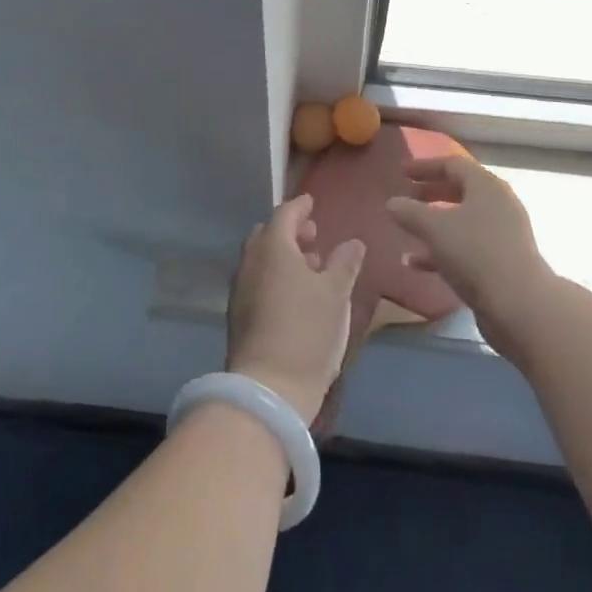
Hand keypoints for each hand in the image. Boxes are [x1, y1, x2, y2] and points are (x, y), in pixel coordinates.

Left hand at [225, 194, 365, 421]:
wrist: (269, 388)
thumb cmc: (307, 331)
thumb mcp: (336, 294)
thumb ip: (345, 262)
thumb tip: (353, 242)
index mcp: (273, 248)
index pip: (284, 214)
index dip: (300, 206)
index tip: (312, 203)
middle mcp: (250, 262)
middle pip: (267, 235)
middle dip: (290, 231)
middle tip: (314, 237)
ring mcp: (240, 290)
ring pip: (260, 259)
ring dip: (283, 256)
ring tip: (311, 268)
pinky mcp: (238, 315)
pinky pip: (256, 281)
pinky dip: (274, 276)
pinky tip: (295, 296)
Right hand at [384, 155, 554, 356]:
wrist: (519, 305)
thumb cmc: (475, 253)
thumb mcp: (434, 229)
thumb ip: (410, 212)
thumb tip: (392, 203)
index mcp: (486, 186)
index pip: (453, 164)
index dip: (426, 166)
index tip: (402, 172)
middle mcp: (498, 204)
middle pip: (461, 190)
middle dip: (431, 193)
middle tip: (406, 198)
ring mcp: (503, 234)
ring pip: (463, 221)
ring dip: (434, 223)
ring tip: (407, 230)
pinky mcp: (502, 262)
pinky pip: (467, 247)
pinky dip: (442, 250)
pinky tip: (416, 264)